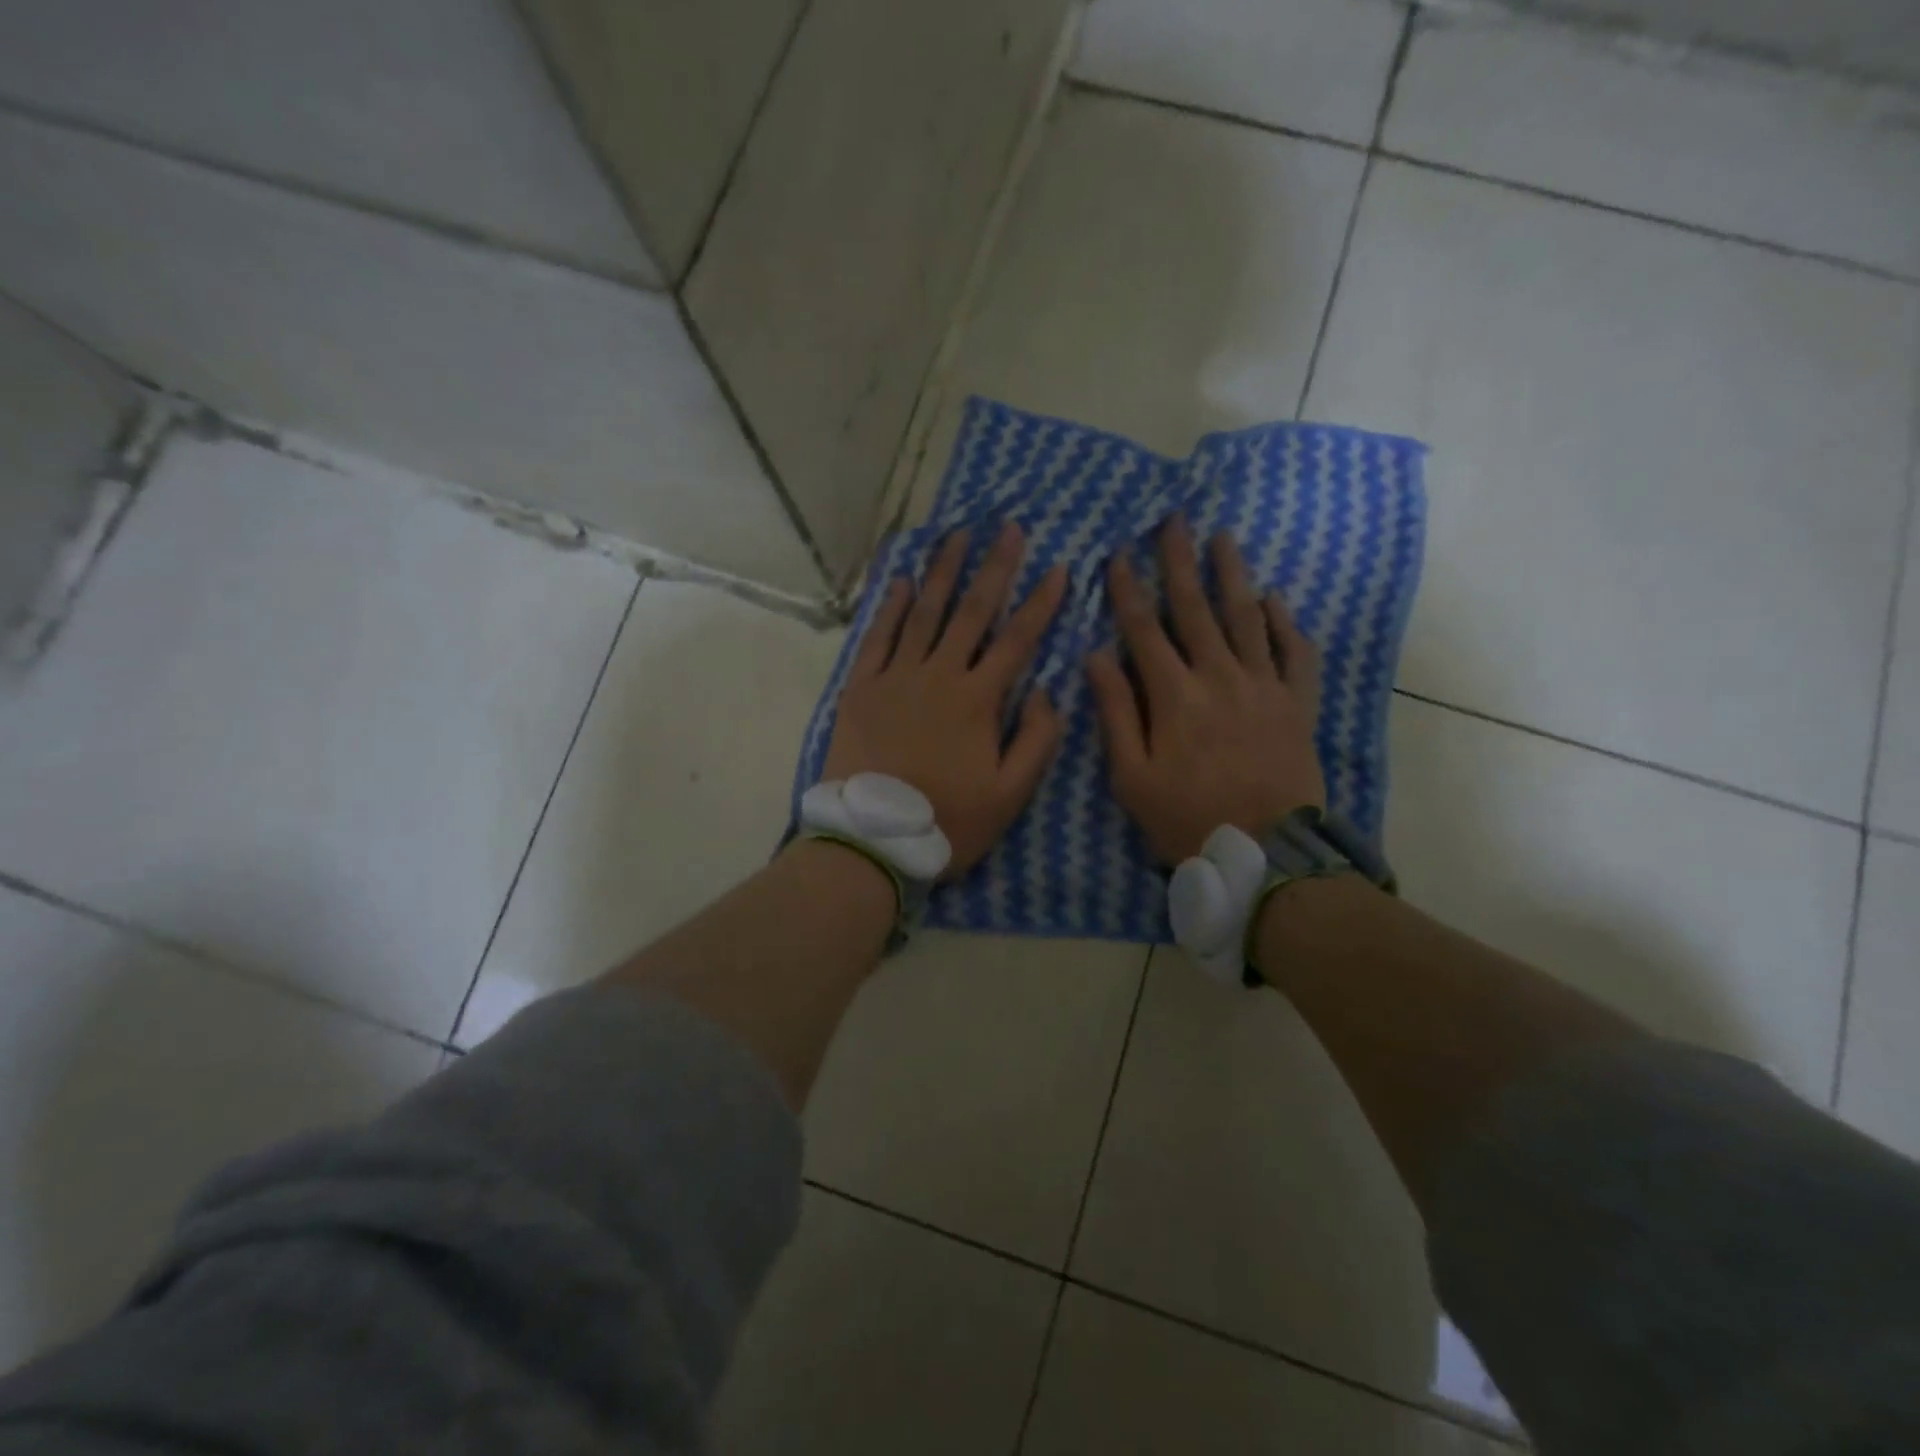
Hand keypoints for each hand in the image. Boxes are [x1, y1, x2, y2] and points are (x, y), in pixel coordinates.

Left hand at [823, 523, 1068, 876]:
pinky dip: (891, 607)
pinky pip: (878, 637)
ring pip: (925, 613)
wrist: (873, 839)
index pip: (1018, 639)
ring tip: (956, 535)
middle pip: (972, 612)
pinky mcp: (862, 688)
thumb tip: (1044, 689)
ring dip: (943, 572)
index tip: (1060, 567)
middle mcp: (939, 675)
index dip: (1041, 603)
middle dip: (994, 567)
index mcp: (978, 700)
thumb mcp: (1011, 794)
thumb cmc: (948, 821)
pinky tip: (903, 581)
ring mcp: (896, 677)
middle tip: (1007, 527)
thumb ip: (1037, 739)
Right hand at [1087, 517, 1323, 864]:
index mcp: (1175, 695)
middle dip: (1180, 562)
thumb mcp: (1132, 776)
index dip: (1127, 590)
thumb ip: (1116, 712)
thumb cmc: (1186, 818)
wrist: (1265, 854)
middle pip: (1196, 609)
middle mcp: (1220, 677)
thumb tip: (1096, 656)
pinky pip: (1295, 652)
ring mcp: (1265, 686)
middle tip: (1174, 520)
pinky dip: (1285, 622)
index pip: (1144, 629)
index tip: (1115, 555)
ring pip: (1247, 617)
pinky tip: (1274, 598)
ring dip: (1232, 574)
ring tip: (1223, 538)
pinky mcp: (1297, 703)